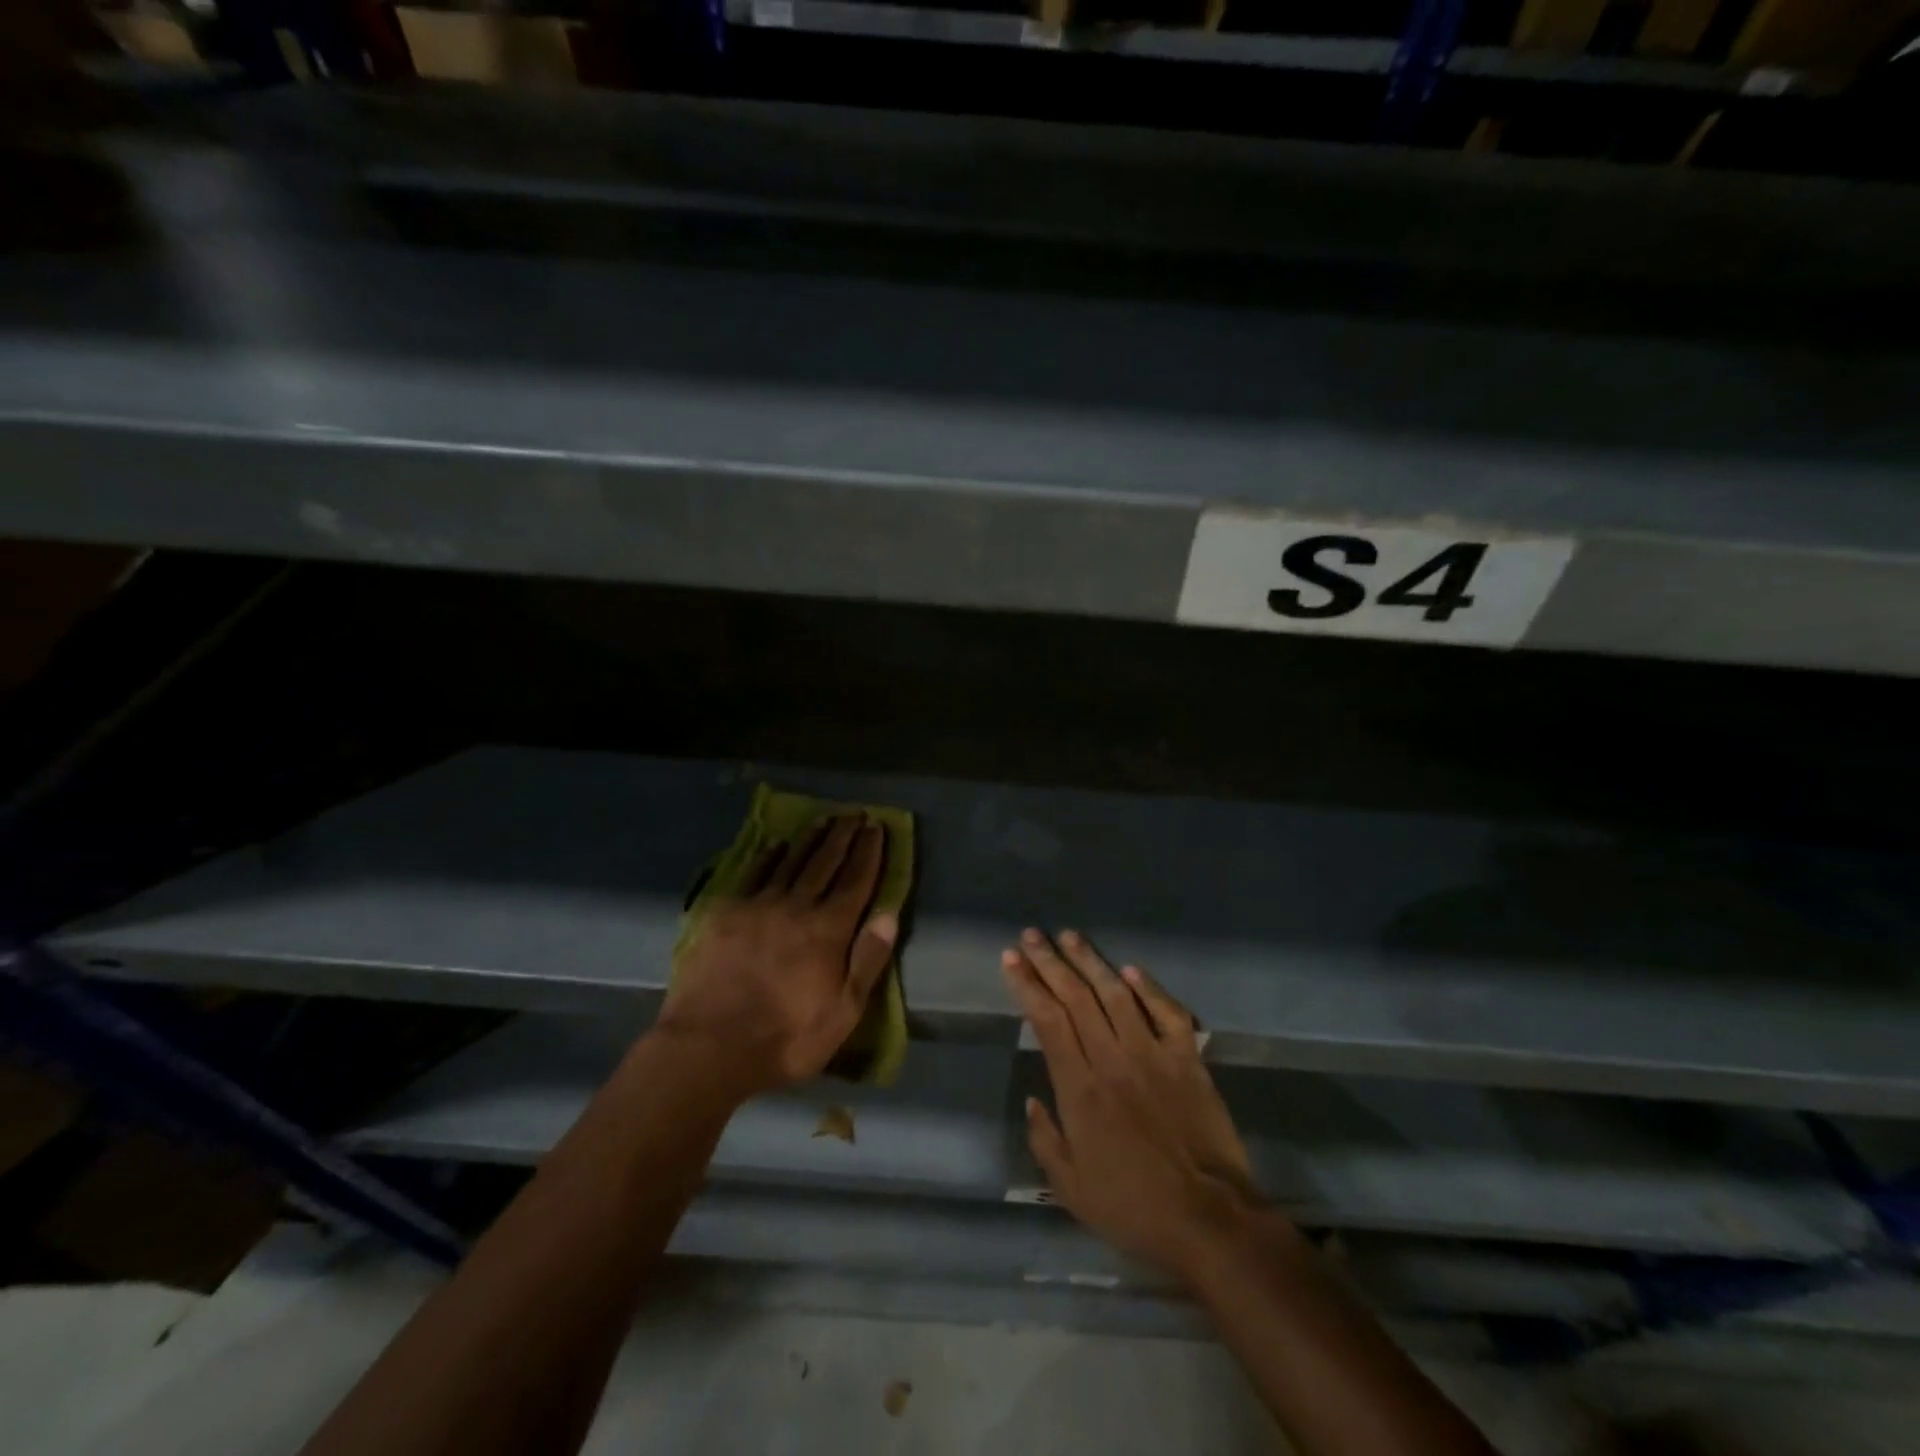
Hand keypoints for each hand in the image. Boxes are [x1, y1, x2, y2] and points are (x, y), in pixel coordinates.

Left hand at [658, 815, 896, 1095]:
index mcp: (829, 930)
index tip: (877, 828)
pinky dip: (769, 857)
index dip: (868, 853)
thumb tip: (889, 915)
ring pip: (792, 862)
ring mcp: (759, 906)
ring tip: (824, 819)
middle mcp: (797, 907)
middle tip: (855, 813)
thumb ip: (867, 961)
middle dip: (844, 837)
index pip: (856, 881)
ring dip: (811, 839)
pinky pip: (753, 875)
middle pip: (826, 863)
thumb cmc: (784, 1038)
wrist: (708, 1046)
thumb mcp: (842, 1013)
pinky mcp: (726, 913)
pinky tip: (776, 845)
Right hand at [1003, 929, 1265, 1282]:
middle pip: (1075, 997)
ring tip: (1070, 936)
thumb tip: (1033, 1098)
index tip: (1011, 959)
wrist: (1210, 1221)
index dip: (1027, 984)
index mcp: (1079, 1089)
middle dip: (1050, 962)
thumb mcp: (1071, 1189)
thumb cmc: (1134, 1208)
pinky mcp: (1188, 1060)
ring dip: (1090, 962)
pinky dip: (1149, 989)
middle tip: (1031, 935)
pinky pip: (1167, 1013)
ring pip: (1116, 994)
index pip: (1047, 1020)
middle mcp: (1112, 1059)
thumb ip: (1045, 1140)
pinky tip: (1130, 970)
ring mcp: (1153, 1055)